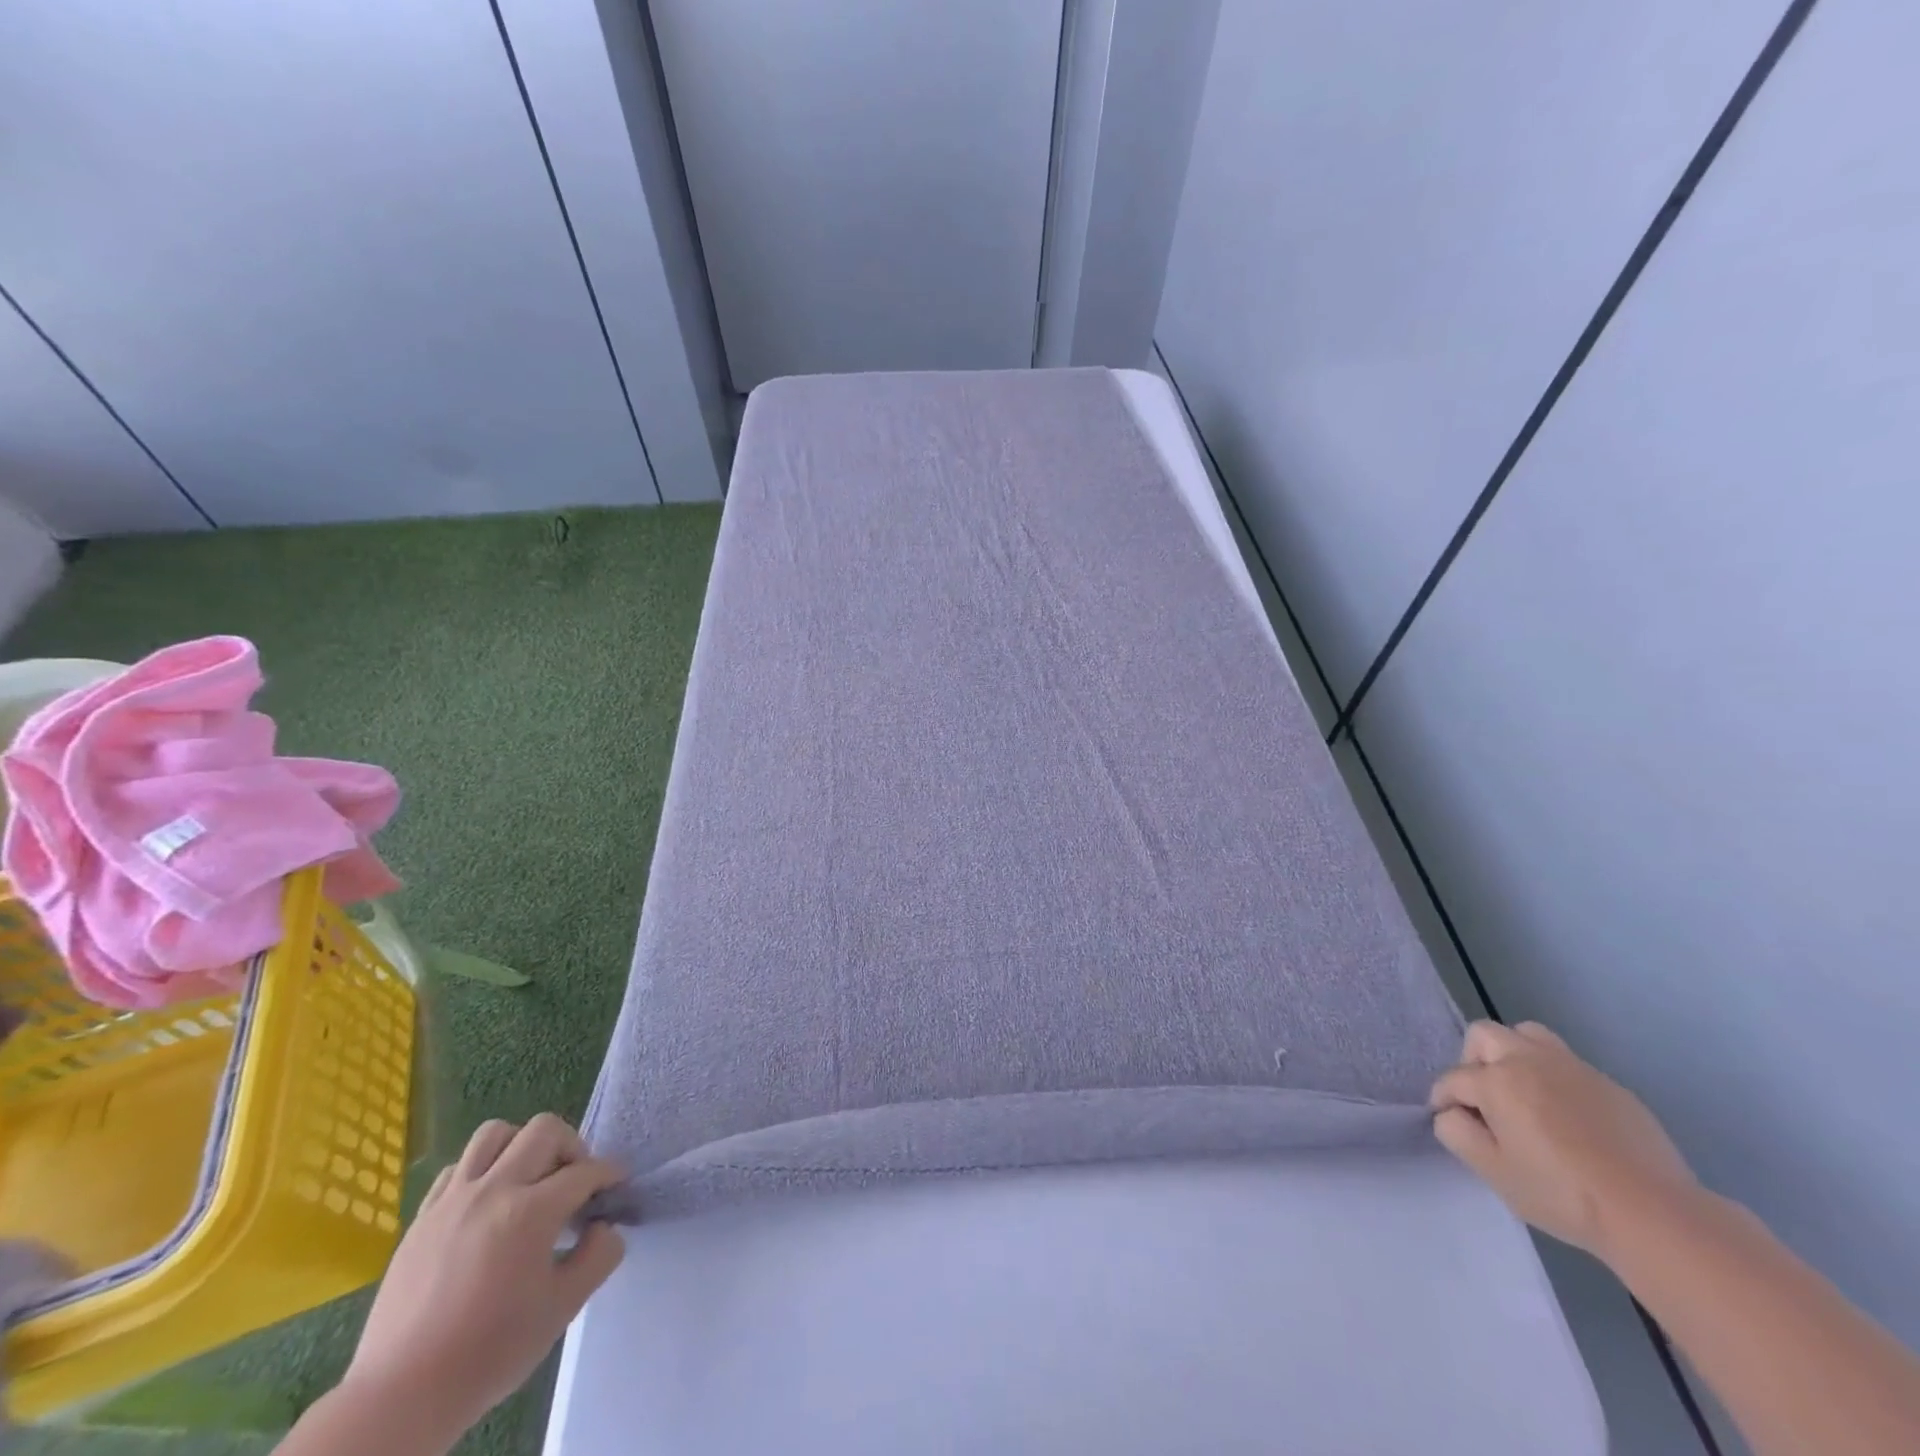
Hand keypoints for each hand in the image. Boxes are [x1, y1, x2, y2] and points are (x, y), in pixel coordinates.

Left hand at [339, 1114, 626, 1445]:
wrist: (400, 1397)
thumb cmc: (489, 1352)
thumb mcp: (562, 1309)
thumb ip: (598, 1257)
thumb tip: (605, 1227)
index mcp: (531, 1211)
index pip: (585, 1171)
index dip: (609, 1174)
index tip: (617, 1185)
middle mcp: (494, 1190)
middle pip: (544, 1131)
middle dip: (572, 1147)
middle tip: (575, 1180)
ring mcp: (452, 1200)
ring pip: (495, 1134)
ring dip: (522, 1145)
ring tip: (529, 1179)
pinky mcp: (422, 1217)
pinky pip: (457, 1167)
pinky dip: (482, 1170)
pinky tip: (487, 1203)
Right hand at [1429, 1021, 1699, 1261]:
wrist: (1653, 1213)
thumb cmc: (1561, 1192)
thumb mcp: (1493, 1171)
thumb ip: (1456, 1133)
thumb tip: (1451, 1113)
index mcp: (1496, 1080)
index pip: (1453, 1079)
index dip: (1444, 1100)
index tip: (1450, 1121)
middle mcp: (1529, 1060)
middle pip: (1484, 1036)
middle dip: (1472, 1061)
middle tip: (1484, 1100)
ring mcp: (1573, 1068)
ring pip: (1527, 1035)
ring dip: (1514, 1056)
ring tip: (1523, 1094)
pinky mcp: (1609, 1084)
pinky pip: (1567, 1066)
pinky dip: (1554, 1080)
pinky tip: (1568, 1119)